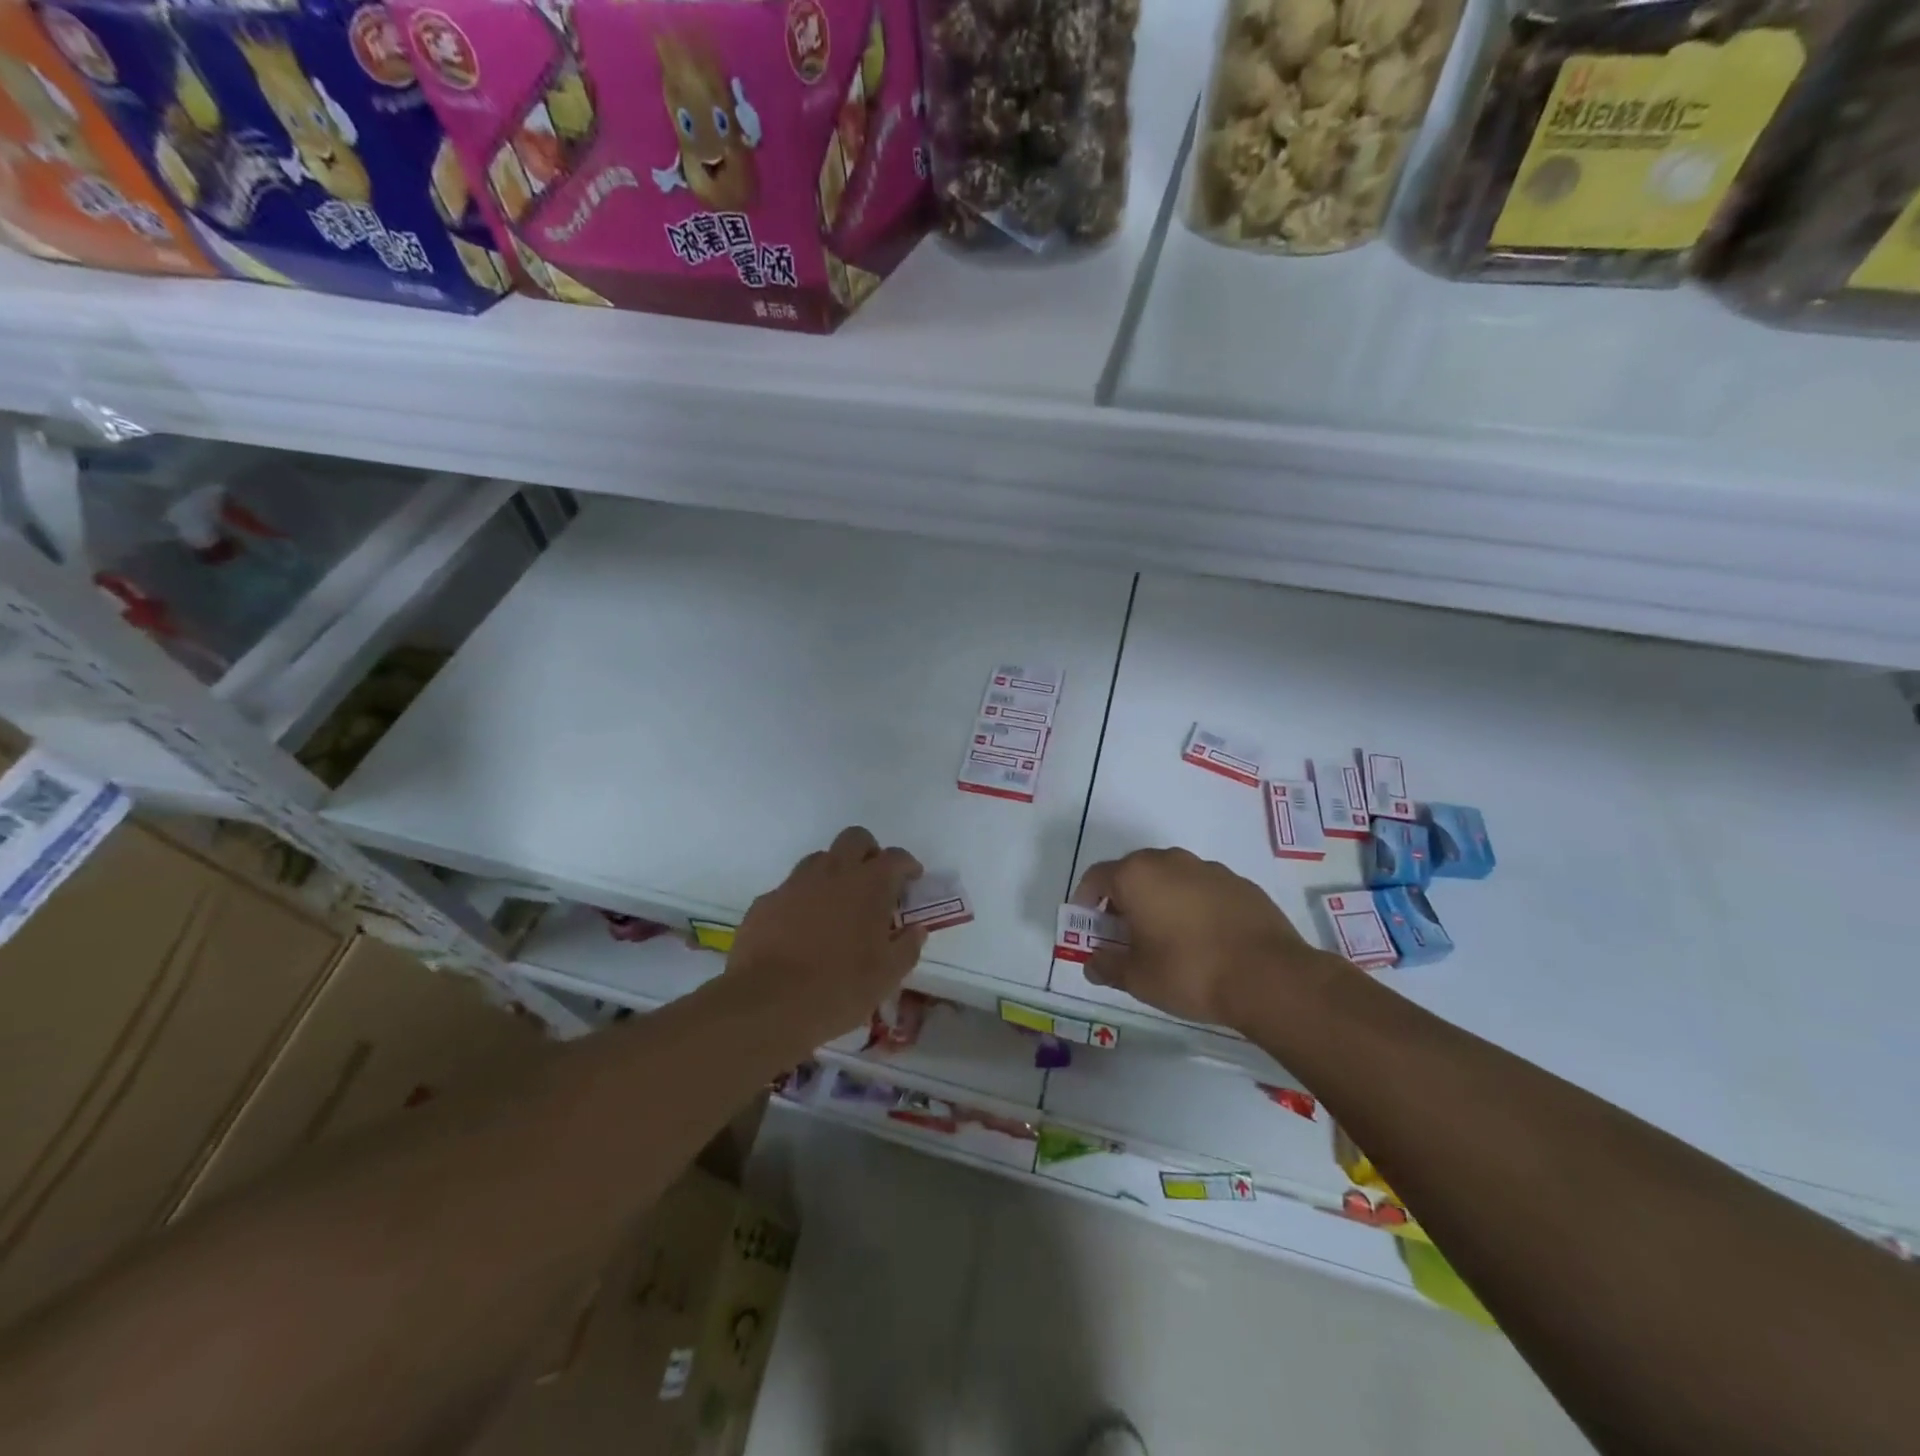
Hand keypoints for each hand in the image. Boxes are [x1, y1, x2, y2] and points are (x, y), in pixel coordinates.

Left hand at [727, 826, 926, 1045]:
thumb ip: (907, 946)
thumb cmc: (839, 988)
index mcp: (870, 884)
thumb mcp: (887, 975)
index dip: (907, 865)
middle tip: (874, 881)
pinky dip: (803, 899)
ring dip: (834, 872)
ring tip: (838, 904)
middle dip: (869, 852)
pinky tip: (802, 928)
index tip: (911, 879)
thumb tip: (916, 929)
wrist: (767, 1003)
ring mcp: (795, 883)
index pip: (896, 857)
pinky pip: (791, 889)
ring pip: (820, 859)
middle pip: (855, 839)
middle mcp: (833, 872)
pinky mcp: (766, 901)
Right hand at [1072, 847, 1331, 1027]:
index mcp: (1137, 875)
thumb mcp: (1138, 978)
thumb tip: (1092, 963)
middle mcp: (1170, 860)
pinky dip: (1193, 905)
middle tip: (1123, 934)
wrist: (1269, 976)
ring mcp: (1208, 869)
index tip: (1087, 925)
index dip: (1085, 900)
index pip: (1097, 877)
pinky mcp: (1240, 883)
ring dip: (1159, 900)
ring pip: (1170, 878)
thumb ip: (1108, 966)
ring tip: (1165, 938)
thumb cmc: (1189, 971)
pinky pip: (1202, 889)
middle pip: (1133, 873)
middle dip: (1122, 900)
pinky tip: (1202, 938)